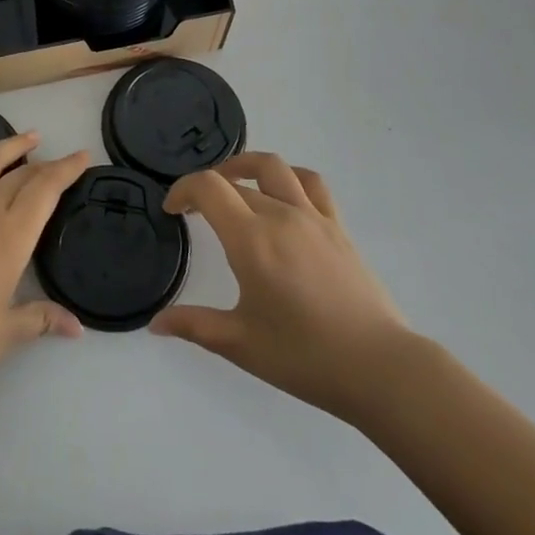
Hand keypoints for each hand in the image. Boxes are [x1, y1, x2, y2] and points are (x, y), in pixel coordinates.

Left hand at [0, 130, 86, 401]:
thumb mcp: (8, 333)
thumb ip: (42, 319)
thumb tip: (77, 328)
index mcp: (12, 235)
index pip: (46, 190)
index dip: (66, 170)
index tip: (82, 156)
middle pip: (20, 176)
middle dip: (45, 165)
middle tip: (59, 162)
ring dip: (8, 146)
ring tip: (28, 137)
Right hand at [151, 153, 412, 420]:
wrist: (379, 367)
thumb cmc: (304, 357)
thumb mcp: (240, 344)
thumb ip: (194, 325)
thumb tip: (156, 323)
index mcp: (251, 239)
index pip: (208, 188)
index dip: (182, 189)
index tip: (172, 210)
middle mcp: (280, 215)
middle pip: (235, 181)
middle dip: (207, 189)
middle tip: (195, 212)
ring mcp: (313, 217)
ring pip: (273, 168)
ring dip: (245, 166)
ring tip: (233, 183)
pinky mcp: (337, 227)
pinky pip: (310, 183)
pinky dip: (287, 177)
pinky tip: (282, 194)